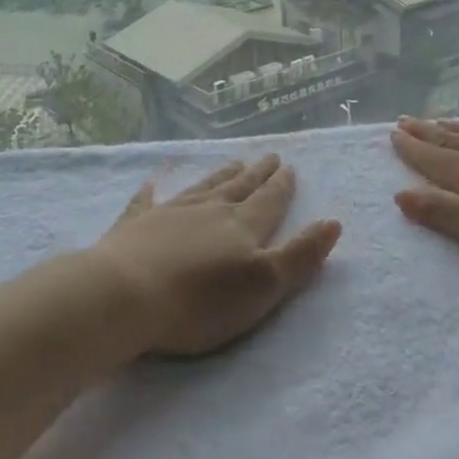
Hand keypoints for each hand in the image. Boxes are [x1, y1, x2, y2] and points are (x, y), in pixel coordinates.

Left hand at [85, 154, 341, 356]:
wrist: (125, 295)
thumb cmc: (200, 301)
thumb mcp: (264, 285)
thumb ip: (300, 255)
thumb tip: (333, 222)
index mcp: (243, 226)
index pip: (269, 200)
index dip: (281, 185)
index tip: (289, 166)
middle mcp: (209, 210)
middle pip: (239, 187)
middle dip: (257, 174)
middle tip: (269, 157)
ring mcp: (170, 213)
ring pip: (203, 187)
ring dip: (221, 175)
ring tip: (234, 163)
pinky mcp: (135, 225)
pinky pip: (147, 200)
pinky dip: (153, 190)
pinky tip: (153, 181)